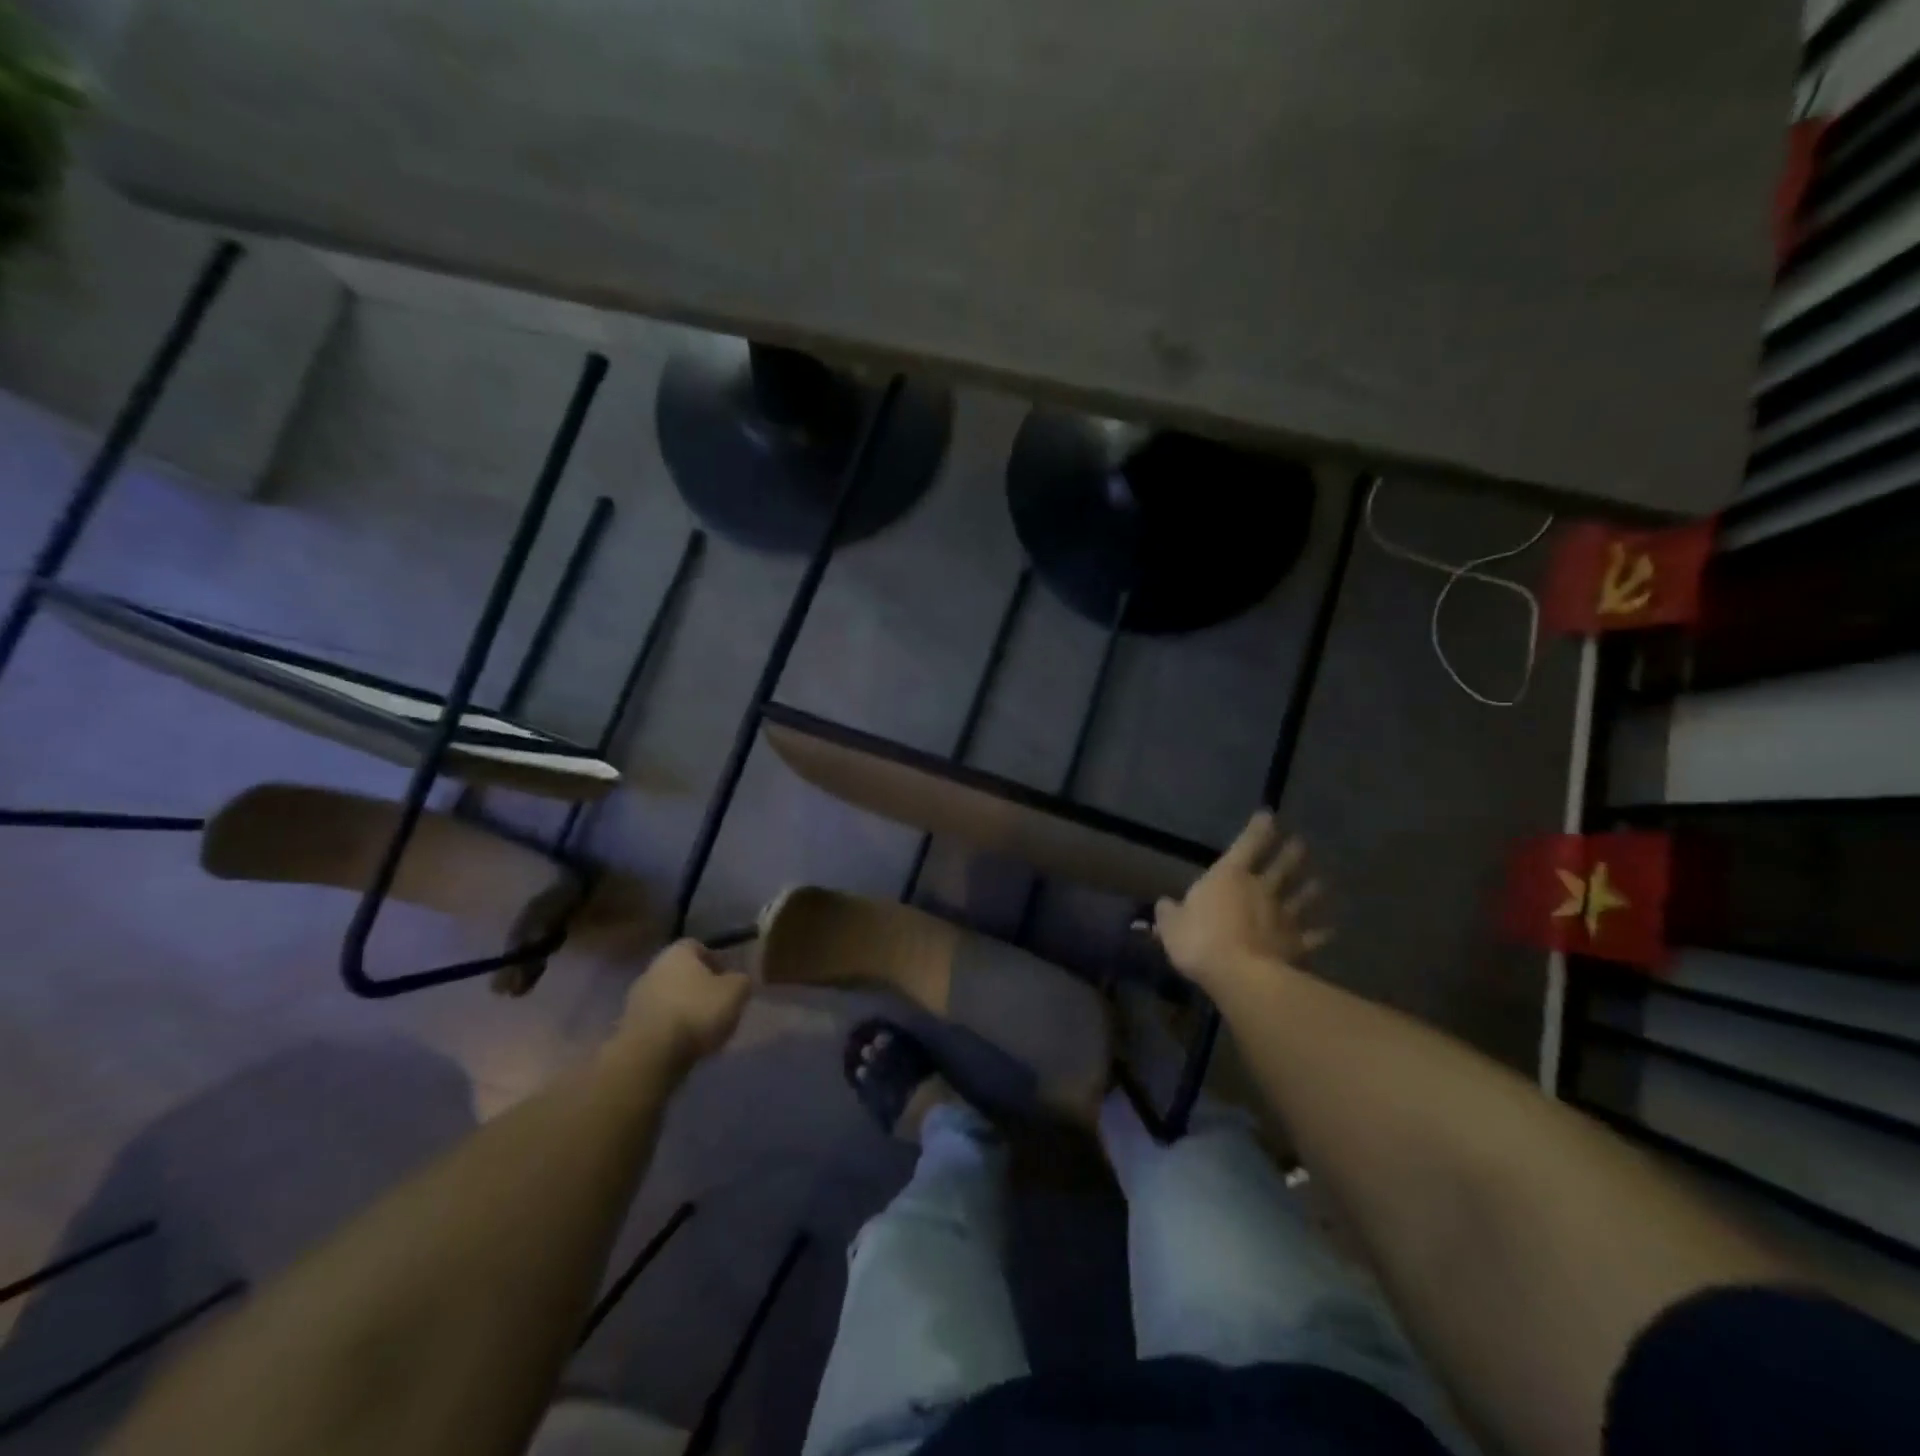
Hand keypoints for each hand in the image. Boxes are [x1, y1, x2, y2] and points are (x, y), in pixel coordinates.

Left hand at [619, 940, 751, 1066]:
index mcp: (677, 952)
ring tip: (703, 1029)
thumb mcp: (736, 992)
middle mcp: (653, 968)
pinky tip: (684, 1043)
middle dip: (699, 986)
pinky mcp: (629, 1026)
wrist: (651, 1054)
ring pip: (668, 997)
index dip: (716, 960)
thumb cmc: (697, 1011)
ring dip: (684, 1009)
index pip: (699, 946)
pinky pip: (657, 1021)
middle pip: (681, 973)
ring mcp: (637, 998)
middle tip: (718, 1005)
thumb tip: (738, 980)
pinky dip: (670, 1028)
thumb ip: (741, 981)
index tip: (728, 980)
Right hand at [1155, 811, 1330, 993]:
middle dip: (1291, 853)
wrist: (1238, 974)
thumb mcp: (1171, 926)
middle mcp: (1260, 889)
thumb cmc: (1199, 940)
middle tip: (1301, 844)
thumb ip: (1169, 913)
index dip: (1257, 829)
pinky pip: (1312, 936)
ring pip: (1301, 898)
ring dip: (1311, 890)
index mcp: (1229, 876)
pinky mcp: (1295, 944)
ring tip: (1320, 882)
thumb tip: (1165, 904)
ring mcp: (1282, 916)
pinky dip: (1321, 933)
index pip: (1246, 844)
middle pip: (1281, 866)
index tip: (1268, 815)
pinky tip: (1331, 930)